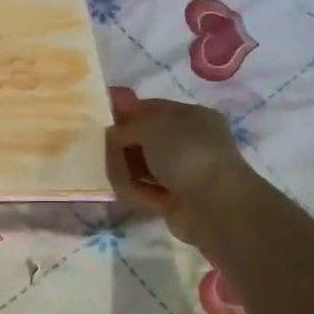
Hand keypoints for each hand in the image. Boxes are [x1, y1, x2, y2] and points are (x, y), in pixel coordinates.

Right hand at [105, 93, 250, 248]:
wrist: (214, 205)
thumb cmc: (186, 153)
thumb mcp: (151, 127)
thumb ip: (128, 127)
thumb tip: (113, 134)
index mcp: (193, 117)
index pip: (154, 108)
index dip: (128, 110)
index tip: (102, 115)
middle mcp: (191, 143)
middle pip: (148, 138)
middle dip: (124, 140)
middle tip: (98, 143)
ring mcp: (184, 173)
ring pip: (146, 165)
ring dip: (125, 165)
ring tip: (103, 165)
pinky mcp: (175, 200)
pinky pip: (146, 189)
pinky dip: (131, 187)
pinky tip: (116, 186)